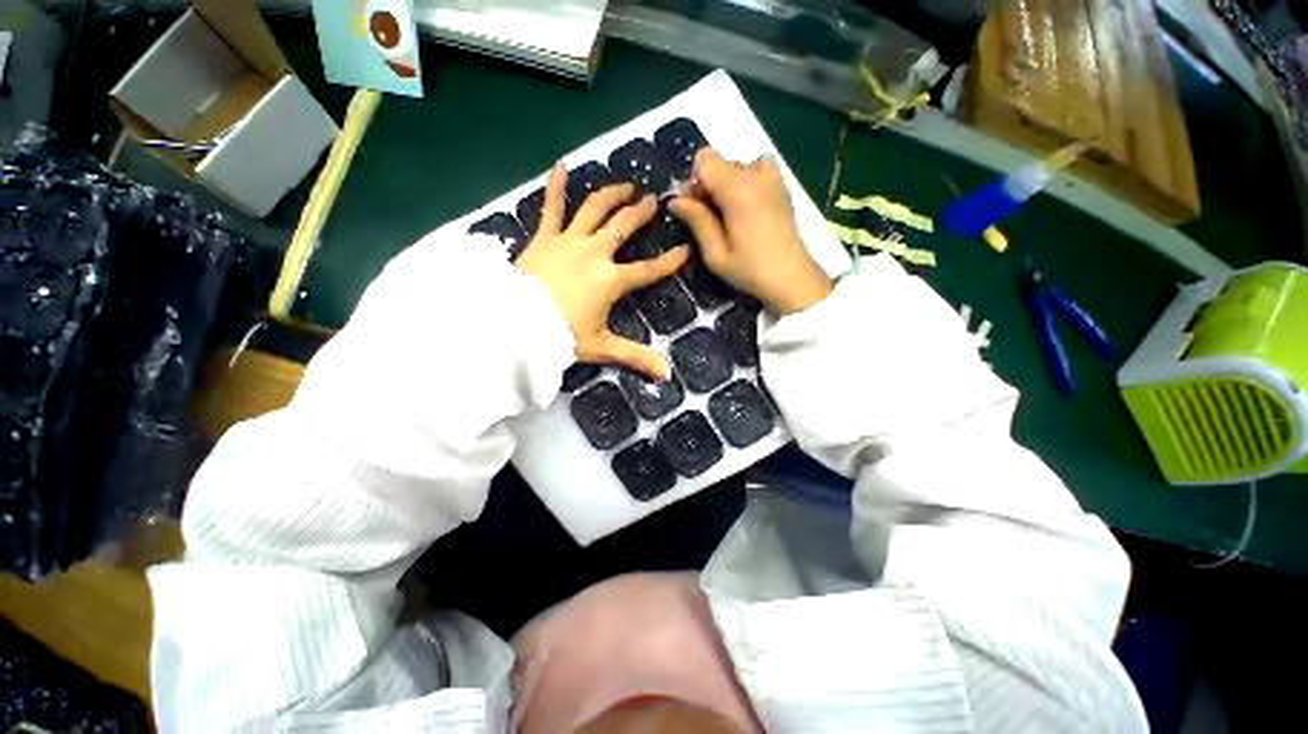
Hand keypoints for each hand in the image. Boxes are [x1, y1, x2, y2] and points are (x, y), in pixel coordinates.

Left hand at [517, 163, 689, 380]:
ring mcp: (568, 241)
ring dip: (612, 194)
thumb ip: (636, 357)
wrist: (515, 324)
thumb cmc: (560, 336)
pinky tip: (560, 165)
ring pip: (595, 209)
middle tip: (653, 201)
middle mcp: (594, 254)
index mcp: (611, 281)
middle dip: (641, 213)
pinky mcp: (544, 237)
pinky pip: (550, 207)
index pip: (648, 270)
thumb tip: (667, 375)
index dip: (669, 262)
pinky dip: (556, 185)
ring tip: (626, 185)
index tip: (685, 250)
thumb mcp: (601, 348)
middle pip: (623, 227)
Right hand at [669, 149, 831, 314]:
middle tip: (709, 218)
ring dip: (726, 185)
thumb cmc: (750, 270)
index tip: (695, 208)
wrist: (792, 278)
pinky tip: (747, 209)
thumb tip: (675, 200)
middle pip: (719, 161)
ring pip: (736, 166)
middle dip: (708, 185)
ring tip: (730, 215)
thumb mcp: (715, 253)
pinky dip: (745, 182)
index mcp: (738, 190)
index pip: (704, 159)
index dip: (694, 181)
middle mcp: (756, 175)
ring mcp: (773, 178)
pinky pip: (756, 170)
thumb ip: (696, 221)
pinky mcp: (781, 186)